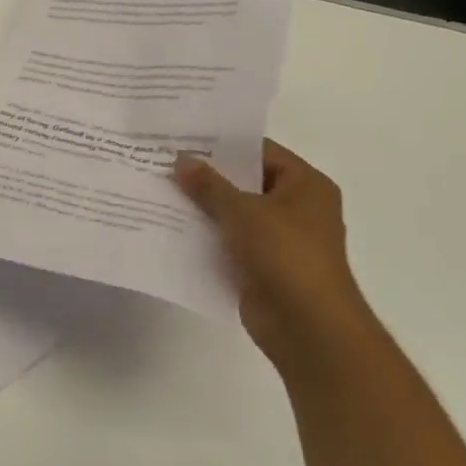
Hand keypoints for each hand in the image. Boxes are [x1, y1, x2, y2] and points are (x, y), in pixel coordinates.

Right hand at [172, 141, 377, 369]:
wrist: (307, 327)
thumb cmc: (285, 255)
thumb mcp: (242, 211)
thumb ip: (209, 184)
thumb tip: (181, 160)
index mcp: (305, 185)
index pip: (260, 152)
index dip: (223, 144)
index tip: (184, 138)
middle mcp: (297, 208)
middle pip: (245, 182)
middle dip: (207, 176)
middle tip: (163, 161)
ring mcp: (280, 239)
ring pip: (234, 213)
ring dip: (202, 207)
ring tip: (159, 190)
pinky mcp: (262, 266)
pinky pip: (228, 242)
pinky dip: (205, 235)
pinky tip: (169, 226)